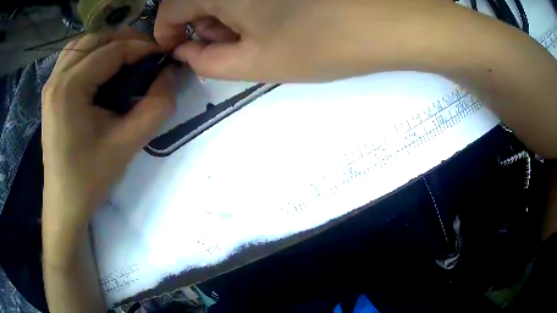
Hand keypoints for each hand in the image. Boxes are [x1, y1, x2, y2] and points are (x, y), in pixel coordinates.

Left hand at [41, 29, 175, 226]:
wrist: (65, 203)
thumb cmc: (90, 178)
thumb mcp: (128, 144)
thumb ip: (156, 106)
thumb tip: (171, 73)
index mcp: (70, 88)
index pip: (112, 51)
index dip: (141, 48)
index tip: (162, 56)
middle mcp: (56, 78)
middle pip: (95, 38)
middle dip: (124, 40)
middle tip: (145, 55)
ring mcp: (50, 84)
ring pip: (82, 44)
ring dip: (106, 43)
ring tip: (125, 57)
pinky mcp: (50, 92)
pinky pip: (72, 57)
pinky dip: (90, 53)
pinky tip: (101, 68)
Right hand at [155, 0, 450, 81]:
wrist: (385, 20)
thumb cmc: (320, 42)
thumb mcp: (256, 62)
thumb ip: (209, 61)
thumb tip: (187, 52)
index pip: (169, 8)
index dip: (167, 33)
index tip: (177, 50)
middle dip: (200, 26)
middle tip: (226, 47)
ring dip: (224, 16)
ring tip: (253, 36)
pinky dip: (246, 5)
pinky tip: (270, 18)